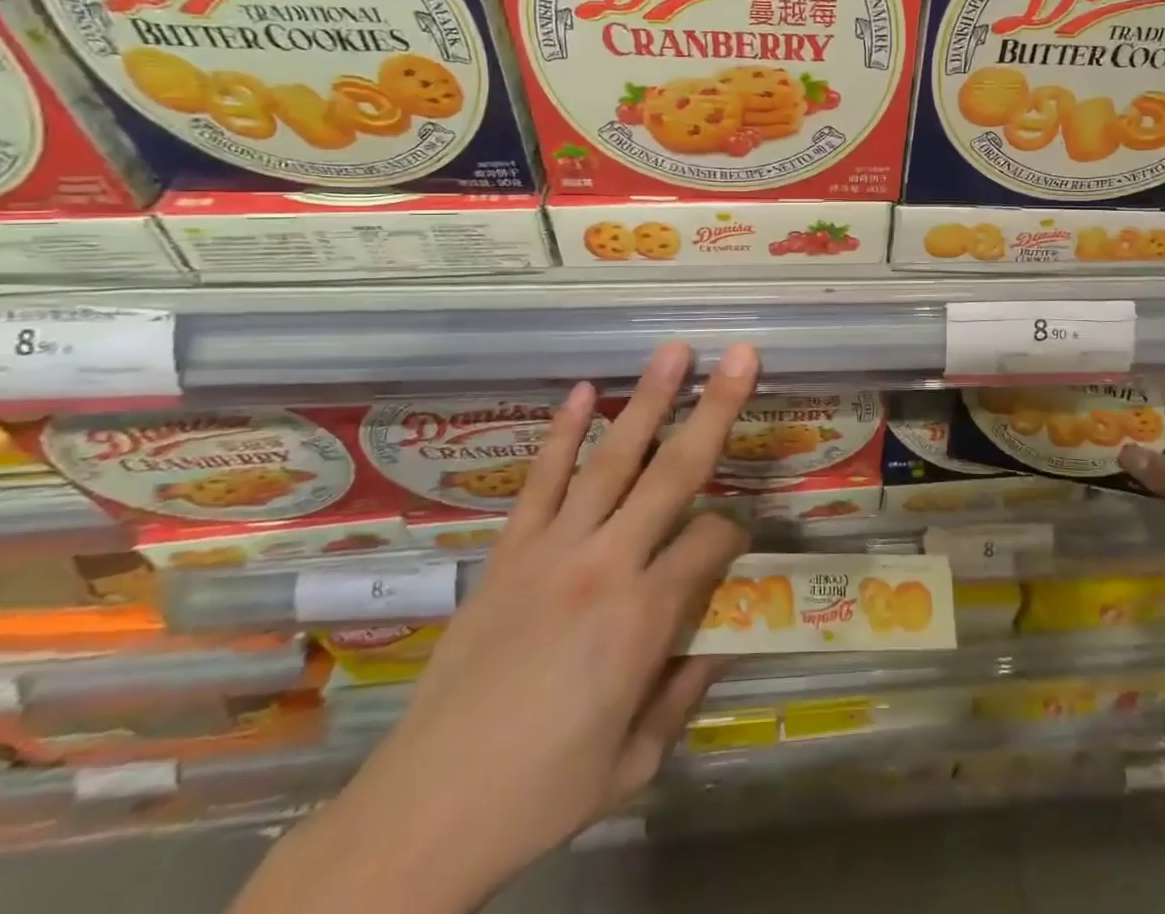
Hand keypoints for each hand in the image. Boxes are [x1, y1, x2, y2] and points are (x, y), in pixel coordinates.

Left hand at [238, 342, 756, 913]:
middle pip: (674, 472)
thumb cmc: (542, 793)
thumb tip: (718, 640)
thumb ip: (684, 691)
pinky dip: (563, 433)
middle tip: (742, 355)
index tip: (738, 541)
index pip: (712, 542)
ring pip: (612, 459)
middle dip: (715, 409)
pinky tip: (585, 391)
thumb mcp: (635, 761)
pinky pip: (541, 480)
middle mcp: (605, 564)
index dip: (736, 532)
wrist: (422, 812)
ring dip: (648, 400)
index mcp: (643, 618)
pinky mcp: (508, 551)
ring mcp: (551, 549)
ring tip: (674, 352)